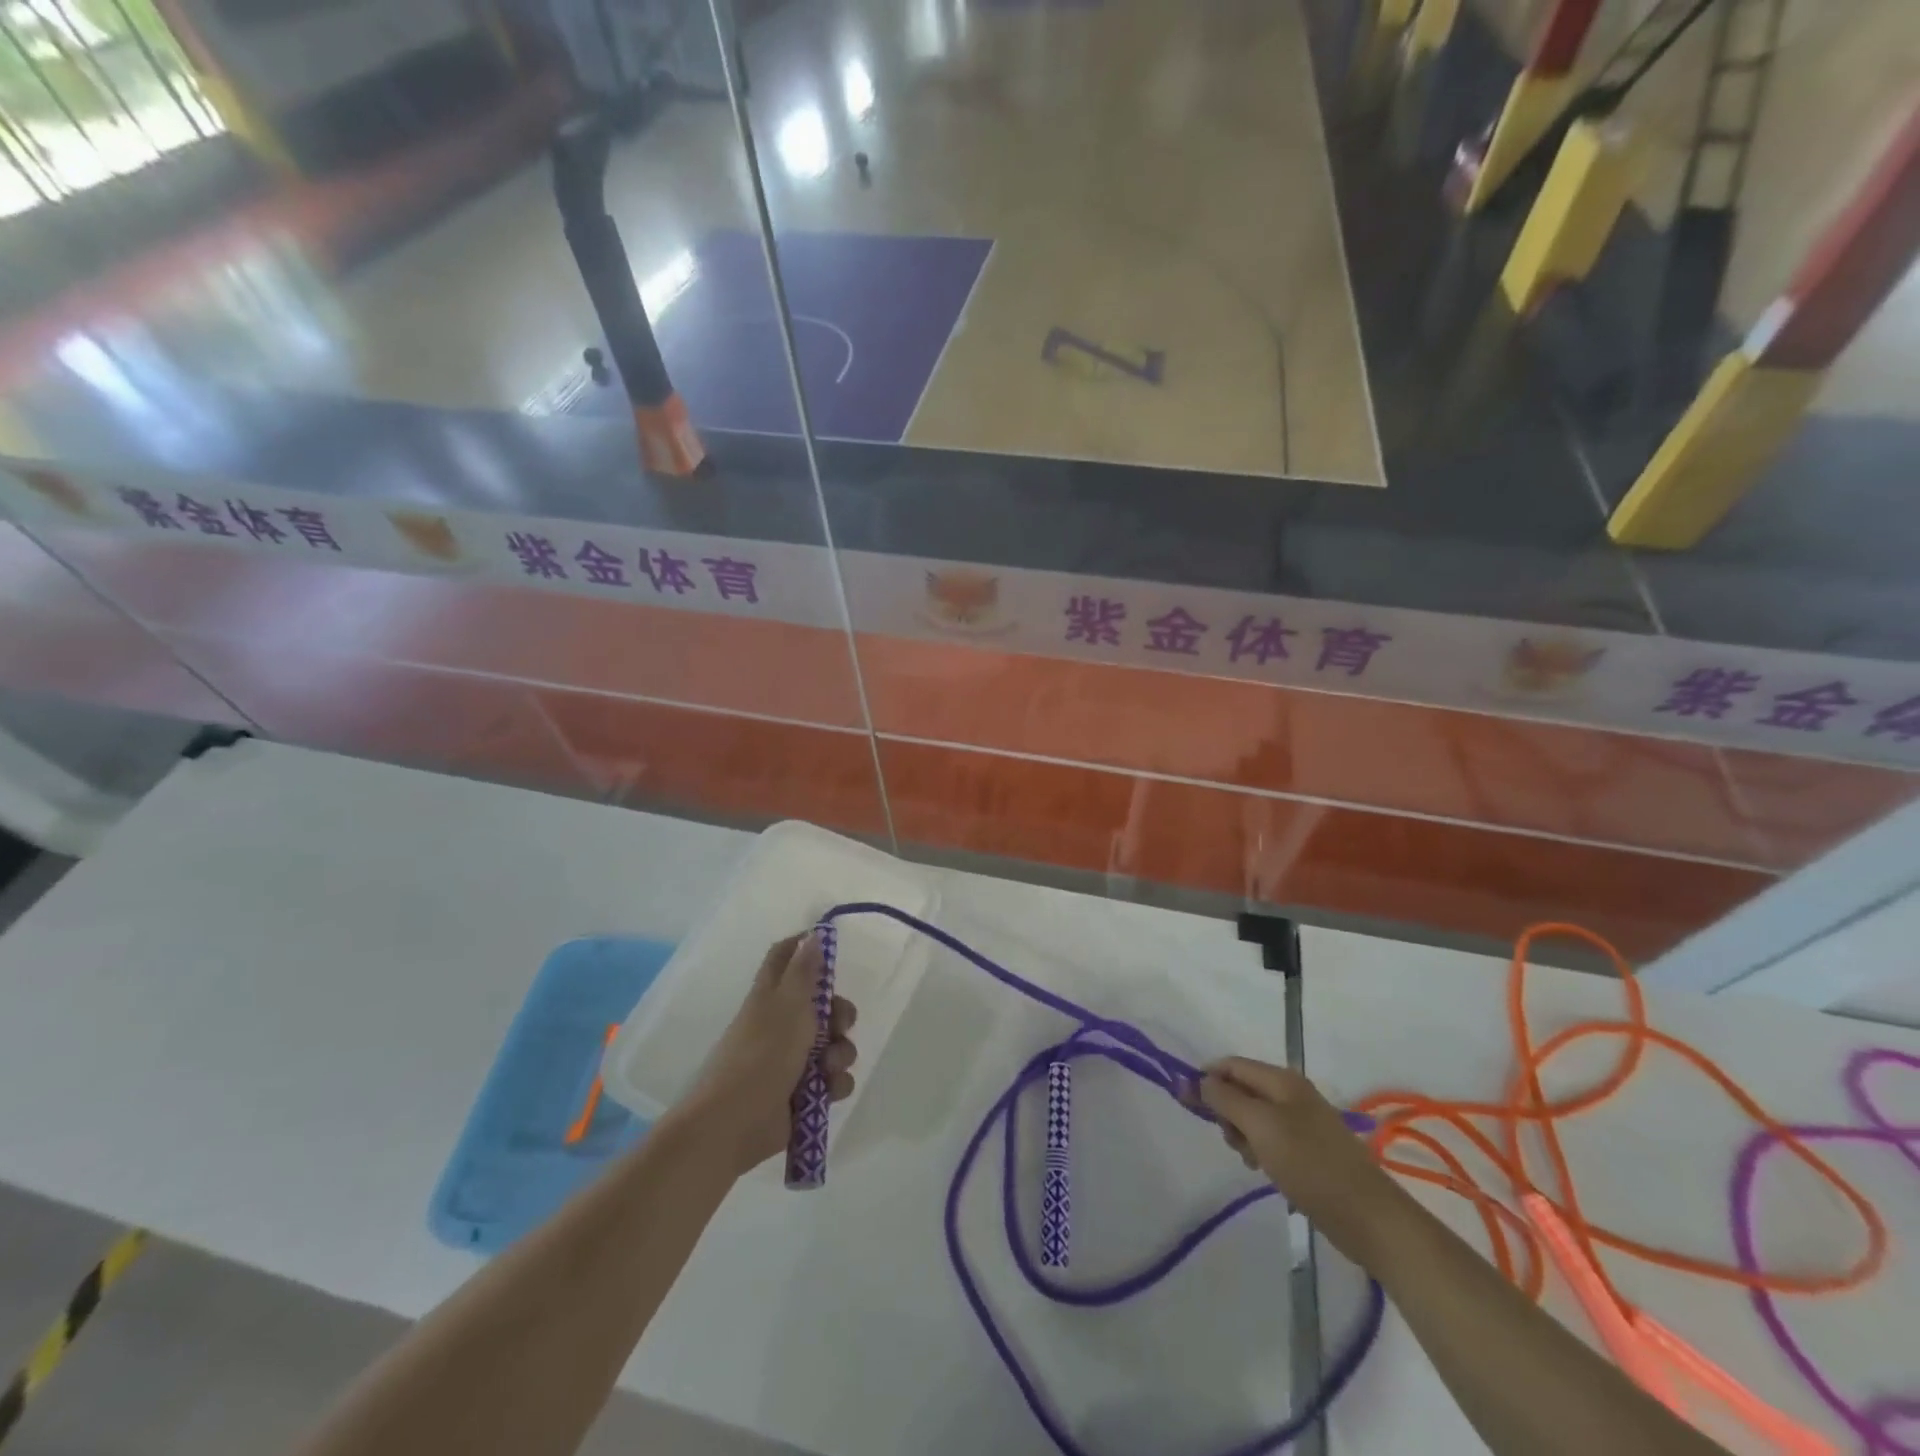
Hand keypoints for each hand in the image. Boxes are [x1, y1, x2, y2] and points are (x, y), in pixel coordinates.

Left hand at [675, 931, 857, 1176]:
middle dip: (840, 1014)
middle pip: (822, 1005)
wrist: (735, 1124)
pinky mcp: (802, 1092)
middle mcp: (782, 1023)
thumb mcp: (787, 1006)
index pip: (786, 957)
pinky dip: (835, 1084)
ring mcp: (792, 1059)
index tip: (831, 948)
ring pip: (833, 1044)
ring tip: (828, 1068)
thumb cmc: (761, 1056)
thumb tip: (814, 934)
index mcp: (772, 996)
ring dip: (840, 1054)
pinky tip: (827, 1091)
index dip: (805, 947)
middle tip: (840, 1025)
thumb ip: (804, 971)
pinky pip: (833, 1079)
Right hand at [1194, 1058, 1405, 1264]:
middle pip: (1241, 1089)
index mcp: (1282, 1080)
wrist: (1369, 1217)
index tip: (1185, 1102)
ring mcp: (1302, 1122)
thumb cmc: (1310, 1164)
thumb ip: (1225, 1099)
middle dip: (1226, 1111)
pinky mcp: (1308, 1149)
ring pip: (1253, 1117)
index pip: (1231, 1065)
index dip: (1206, 1078)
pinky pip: (1270, 1138)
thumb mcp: (1260, 1126)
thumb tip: (1198, 1079)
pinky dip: (1260, 1149)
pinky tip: (1265, 1169)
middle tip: (1232, 1140)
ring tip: (1253, 1160)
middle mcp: (1291, 1093)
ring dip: (1242, 1134)